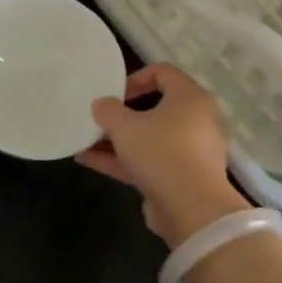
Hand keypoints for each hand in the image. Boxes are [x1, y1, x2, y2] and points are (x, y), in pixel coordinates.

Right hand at [76, 64, 248, 246]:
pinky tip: (89, 161)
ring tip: (85, 141)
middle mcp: (196, 120)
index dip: (135, 77)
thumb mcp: (125, 126)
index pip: (163, 72)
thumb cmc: (160, 152)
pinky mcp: (182, 178)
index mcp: (189, 98)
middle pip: (156, 108)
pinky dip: (124, 160)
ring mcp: (190, 151)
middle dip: (123, 114)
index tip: (114, 93)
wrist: (192, 209)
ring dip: (118, 140)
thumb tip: (102, 104)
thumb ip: (108, 110)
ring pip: (150, 138)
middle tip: (100, 118)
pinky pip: (150, 161)